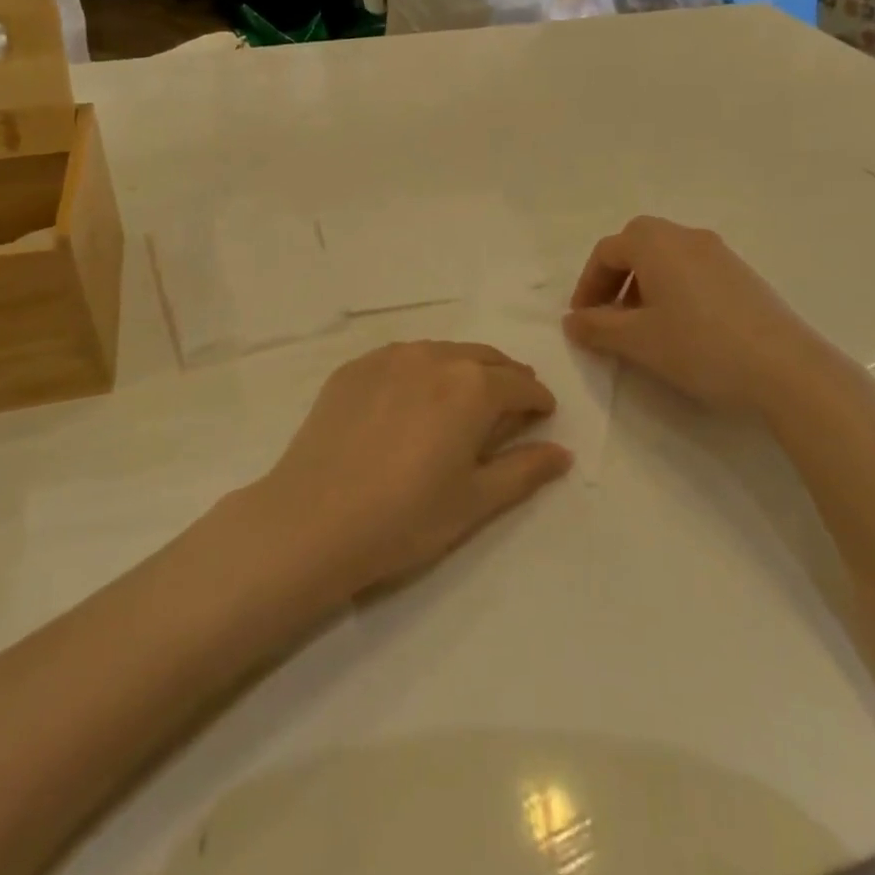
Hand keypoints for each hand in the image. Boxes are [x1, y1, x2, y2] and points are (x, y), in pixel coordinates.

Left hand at [259, 342, 571, 592]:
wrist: (311, 521)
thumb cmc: (405, 518)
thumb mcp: (476, 501)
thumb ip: (525, 470)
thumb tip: (563, 452)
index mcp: (472, 386)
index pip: (521, 385)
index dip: (538, 400)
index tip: (542, 415)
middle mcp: (433, 357)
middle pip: (484, 359)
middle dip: (505, 379)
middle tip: (510, 406)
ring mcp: (387, 358)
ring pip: (441, 353)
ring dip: (463, 370)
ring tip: (462, 401)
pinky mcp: (352, 369)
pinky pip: (400, 360)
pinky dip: (419, 372)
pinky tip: (411, 401)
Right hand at [563, 216, 845, 416]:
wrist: (786, 369)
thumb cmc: (699, 346)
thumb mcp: (637, 341)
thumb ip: (597, 327)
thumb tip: (572, 320)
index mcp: (656, 243)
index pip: (607, 251)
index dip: (587, 284)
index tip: (582, 319)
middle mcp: (687, 237)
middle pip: (637, 244)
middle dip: (615, 277)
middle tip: (609, 315)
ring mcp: (720, 254)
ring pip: (667, 257)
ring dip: (643, 284)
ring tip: (643, 326)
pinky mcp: (743, 276)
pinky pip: (693, 270)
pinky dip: (673, 289)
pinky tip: (681, 328)